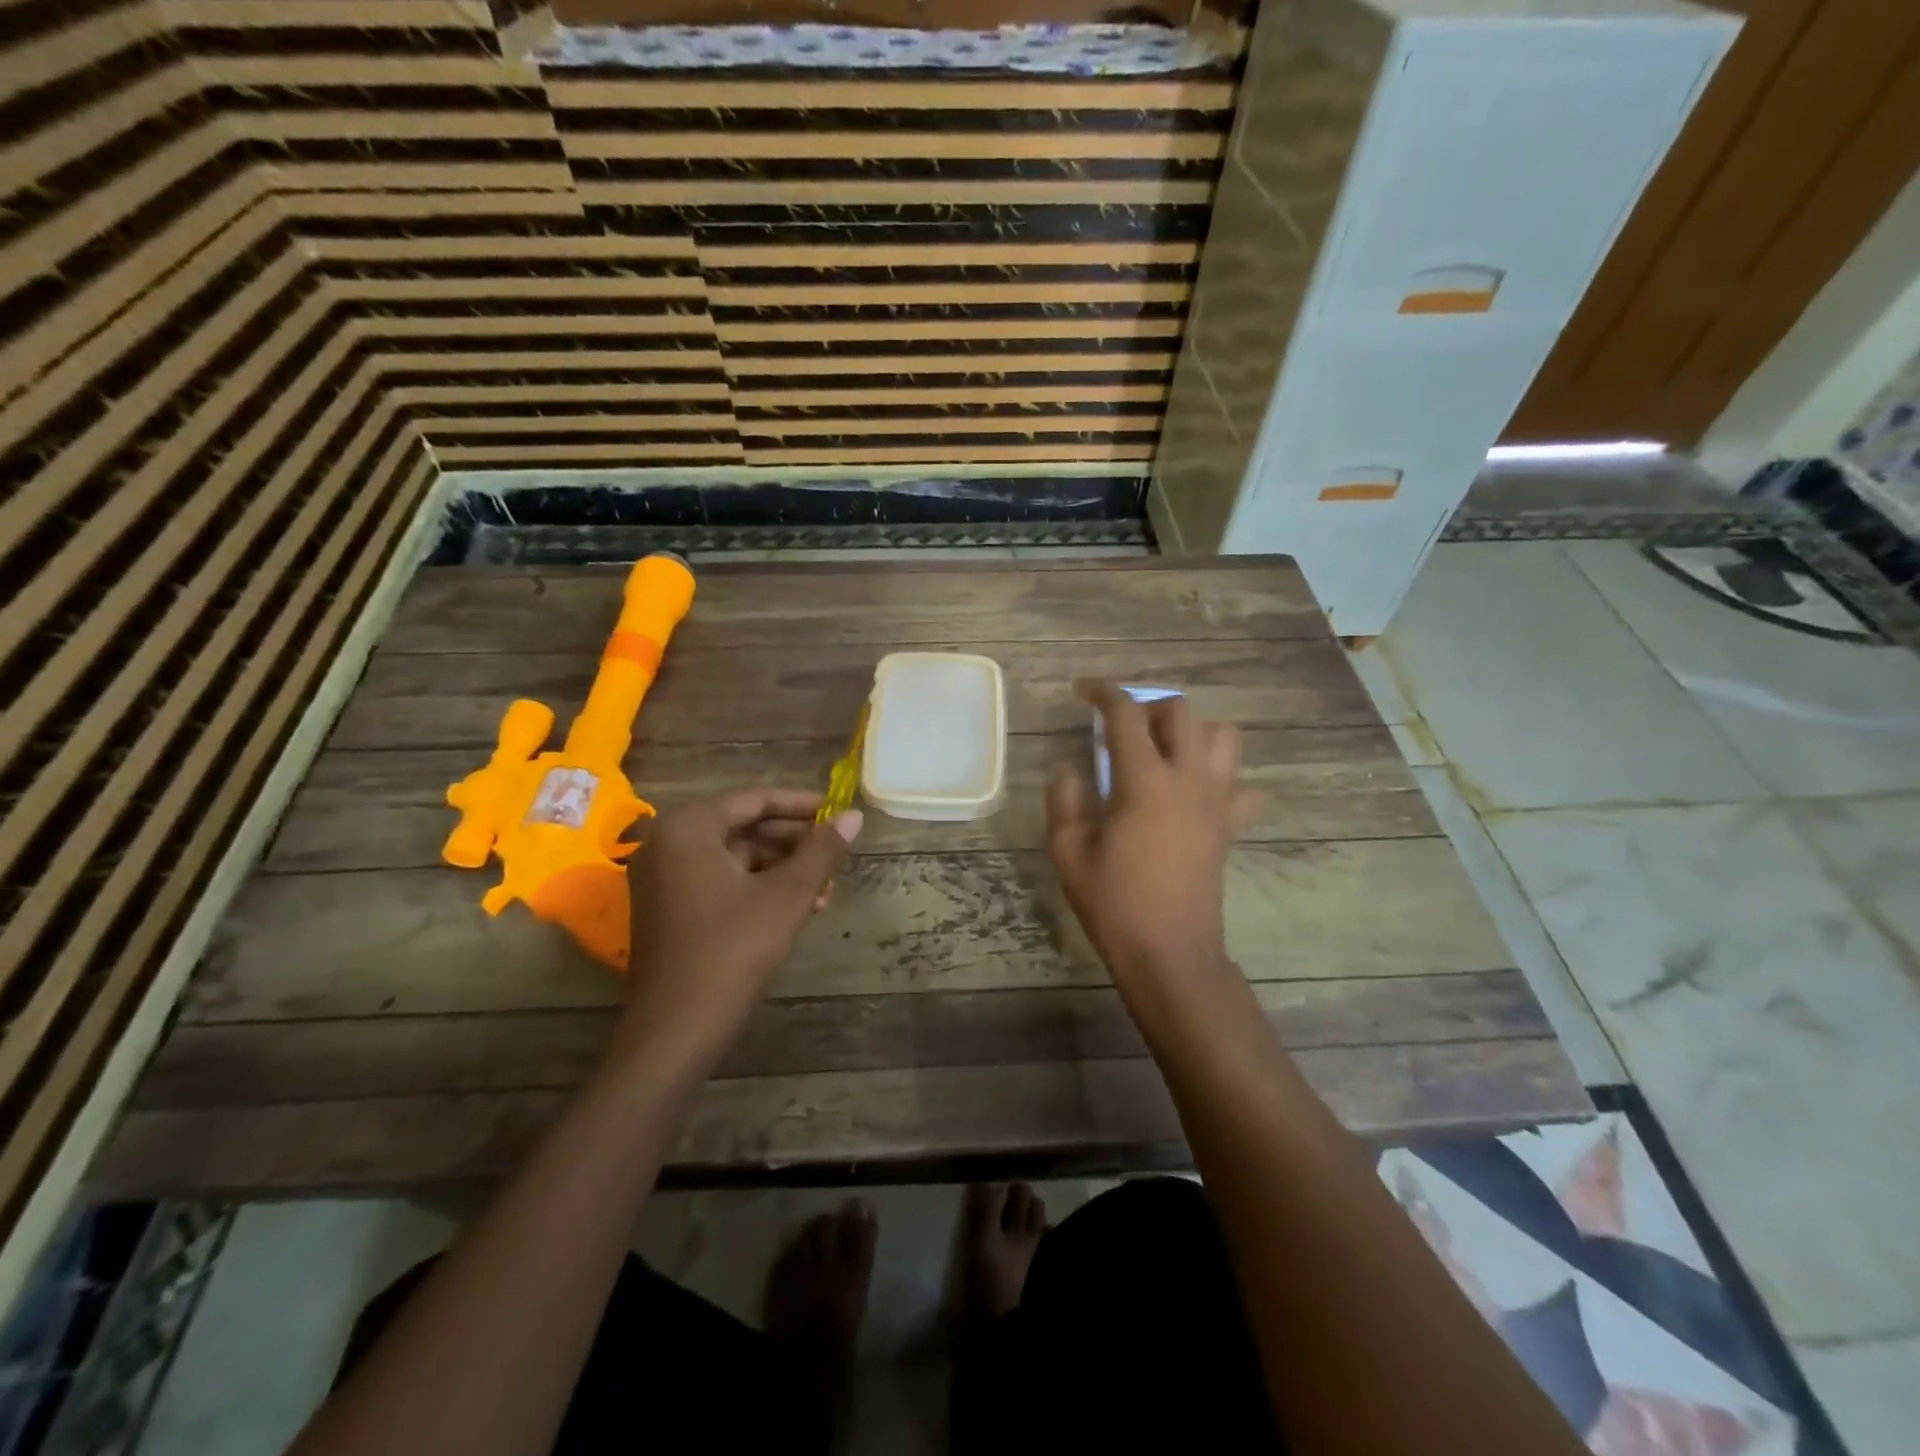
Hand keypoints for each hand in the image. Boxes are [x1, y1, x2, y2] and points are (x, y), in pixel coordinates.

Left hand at [621, 788, 861, 1062]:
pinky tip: (797, 910)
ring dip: (781, 871)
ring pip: (735, 859)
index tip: (837, 813)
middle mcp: (667, 845)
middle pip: (743, 828)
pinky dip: (757, 890)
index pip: (754, 800)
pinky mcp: (667, 910)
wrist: (676, 1030)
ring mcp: (663, 879)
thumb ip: (822, 850)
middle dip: (793, 845)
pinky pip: (720, 882)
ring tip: (824, 892)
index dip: (800, 806)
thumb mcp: (787, 895)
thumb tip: (854, 816)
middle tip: (834, 857)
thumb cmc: (732, 949)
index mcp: (688, 828)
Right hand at [1046, 682, 1254, 998]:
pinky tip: (1197, 796)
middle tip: (1123, 730)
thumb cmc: (1114, 903)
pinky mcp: (1230, 827)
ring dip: (1193, 732)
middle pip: (1183, 711)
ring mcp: (1218, 802)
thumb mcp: (1068, 852)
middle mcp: (1189, 779)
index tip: (1082, 691)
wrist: (1170, 954)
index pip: (1126, 714)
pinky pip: (1243, 787)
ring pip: (1224, 737)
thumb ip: (1065, 800)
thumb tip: (1070, 769)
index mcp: (1145, 781)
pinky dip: (1223, 780)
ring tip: (1164, 753)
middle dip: (1149, 706)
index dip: (1102, 693)